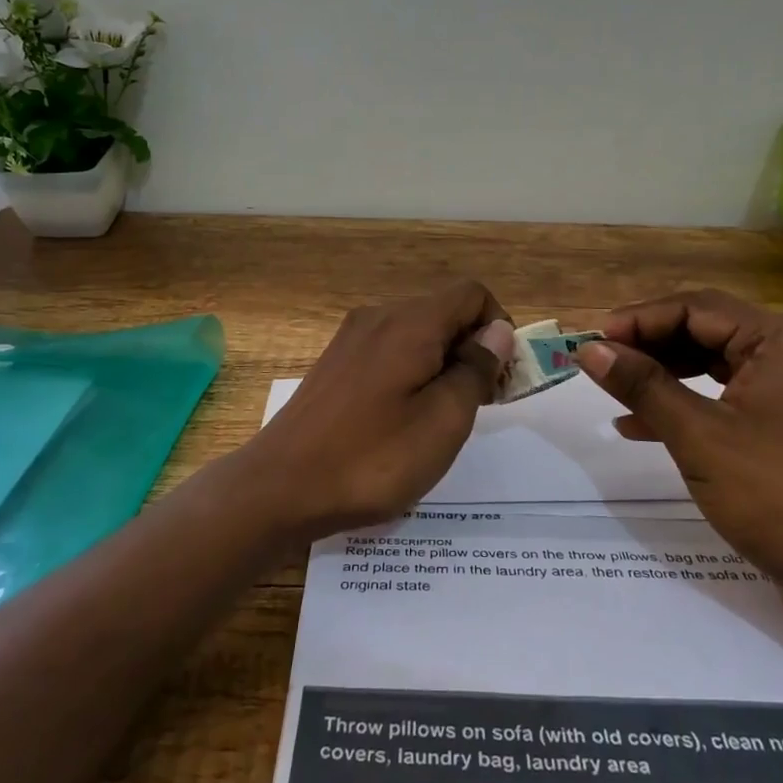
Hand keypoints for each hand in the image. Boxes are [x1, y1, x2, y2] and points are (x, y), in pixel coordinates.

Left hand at [246, 281, 515, 540]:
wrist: (280, 487)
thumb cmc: (372, 458)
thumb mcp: (443, 421)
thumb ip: (476, 369)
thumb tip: (497, 331)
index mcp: (410, 323)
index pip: (472, 295)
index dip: (498, 328)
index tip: (502, 379)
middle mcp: (379, 317)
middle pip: (444, 312)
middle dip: (473, 349)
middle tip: (480, 406)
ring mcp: (351, 339)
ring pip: (416, 333)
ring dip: (443, 364)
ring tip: (443, 419)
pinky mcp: (335, 363)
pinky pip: (389, 351)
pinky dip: (412, 372)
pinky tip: (403, 419)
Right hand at [577, 290, 782, 682]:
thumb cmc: (777, 496)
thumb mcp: (698, 435)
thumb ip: (642, 385)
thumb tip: (589, 350)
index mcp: (781, 340)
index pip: (695, 308)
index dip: (639, 319)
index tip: (593, 342)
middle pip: (704, 331)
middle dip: (648, 347)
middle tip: (600, 364)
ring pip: (711, 365)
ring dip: (661, 377)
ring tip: (614, 394)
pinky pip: (724, 398)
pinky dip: (684, 406)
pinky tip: (641, 427)